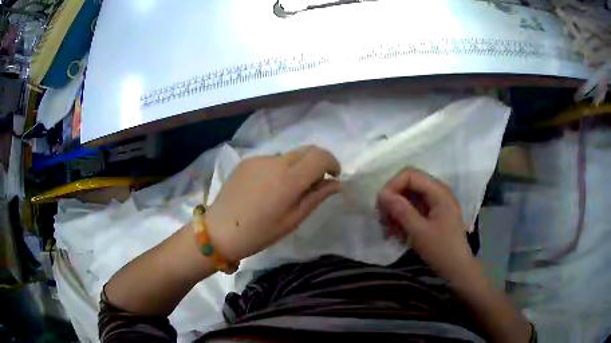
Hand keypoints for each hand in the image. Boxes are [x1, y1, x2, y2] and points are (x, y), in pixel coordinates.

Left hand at [205, 145, 340, 261]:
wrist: (220, 230)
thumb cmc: (260, 232)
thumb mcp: (293, 219)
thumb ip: (317, 196)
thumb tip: (336, 183)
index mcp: (290, 178)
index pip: (320, 156)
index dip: (332, 163)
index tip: (333, 176)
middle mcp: (276, 161)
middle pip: (306, 150)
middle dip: (317, 162)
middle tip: (315, 183)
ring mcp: (259, 159)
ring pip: (288, 155)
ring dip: (296, 167)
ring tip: (286, 191)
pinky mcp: (247, 161)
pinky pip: (271, 160)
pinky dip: (278, 169)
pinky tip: (267, 189)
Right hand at [377, 168, 476, 282]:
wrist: (457, 270)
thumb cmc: (441, 251)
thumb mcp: (419, 232)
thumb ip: (401, 211)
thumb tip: (382, 194)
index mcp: (438, 191)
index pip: (410, 175)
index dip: (392, 186)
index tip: (381, 205)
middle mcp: (437, 192)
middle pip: (408, 185)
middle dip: (393, 200)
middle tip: (383, 220)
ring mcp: (435, 203)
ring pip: (409, 198)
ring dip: (396, 211)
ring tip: (389, 231)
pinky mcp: (433, 215)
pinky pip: (413, 209)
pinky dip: (402, 219)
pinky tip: (397, 234)